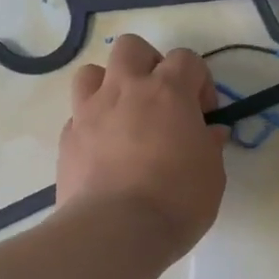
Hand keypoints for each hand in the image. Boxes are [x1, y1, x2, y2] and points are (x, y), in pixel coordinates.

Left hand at [56, 34, 227, 261]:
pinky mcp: (67, 138)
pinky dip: (91, 124)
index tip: (203, 113)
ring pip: (92, 72)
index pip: (186, 58)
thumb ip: (209, 145)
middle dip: (148, 65)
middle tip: (160, 99)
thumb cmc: (176, 200)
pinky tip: (103, 150)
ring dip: (109, 85)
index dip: (198, 81)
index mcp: (168, 92)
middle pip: (131, 47)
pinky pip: (77, 115)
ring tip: (123, 116)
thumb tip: (210, 132)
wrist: (115, 231)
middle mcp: (125, 90)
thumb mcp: (211, 174)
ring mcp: (89, 111)